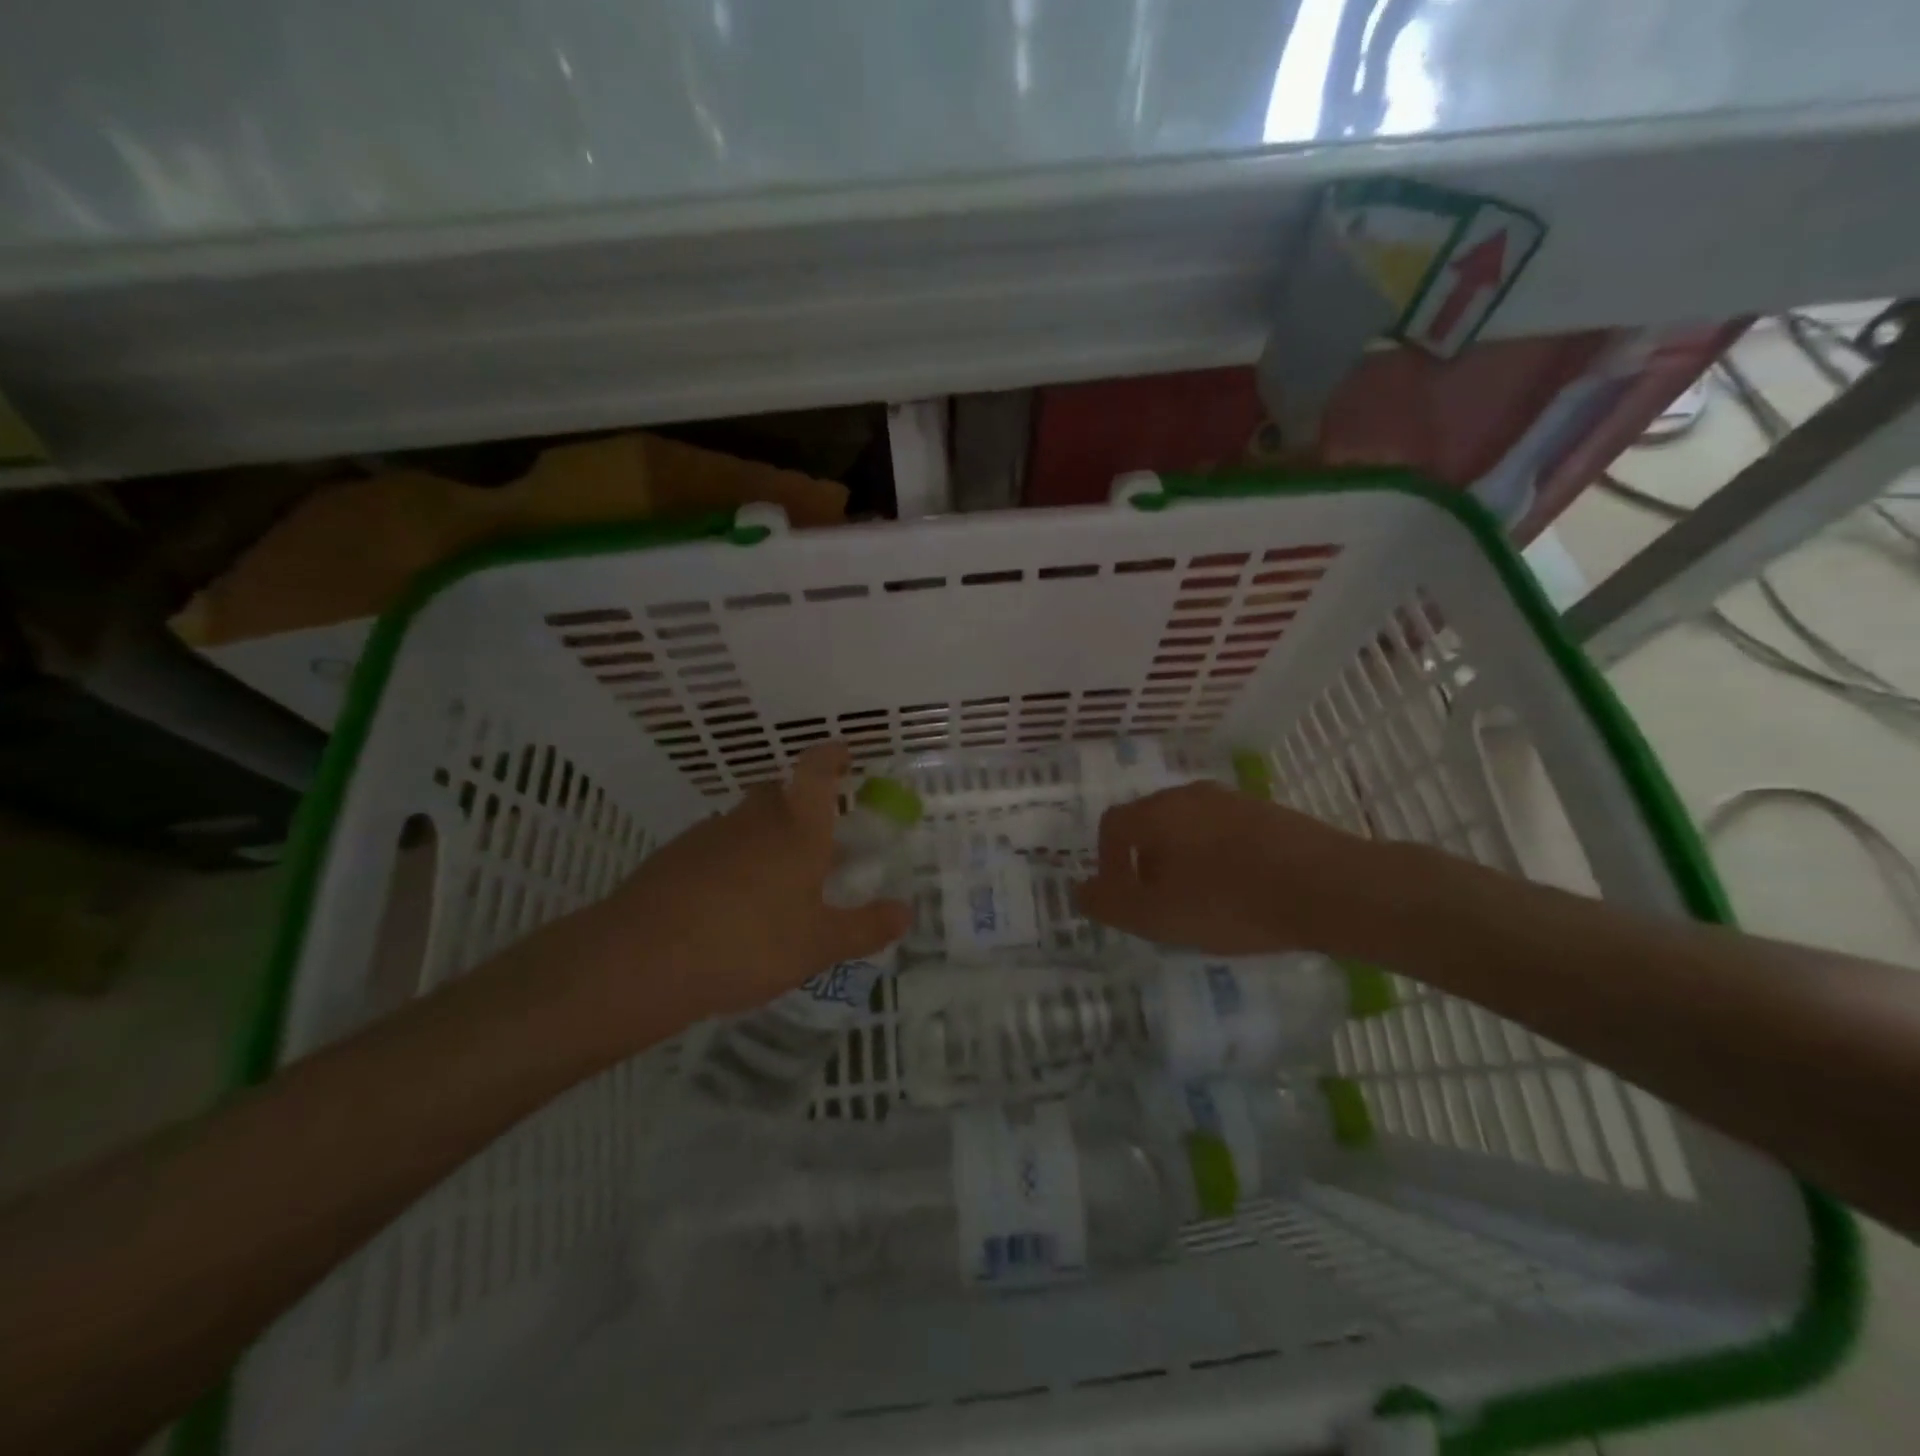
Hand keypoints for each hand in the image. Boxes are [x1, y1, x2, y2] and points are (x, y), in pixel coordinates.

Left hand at [571, 742, 911, 1020]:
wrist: (643, 959)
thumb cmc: (749, 943)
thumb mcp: (818, 945)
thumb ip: (865, 927)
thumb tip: (906, 912)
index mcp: (797, 828)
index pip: (817, 771)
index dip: (831, 755)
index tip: (843, 752)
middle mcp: (753, 819)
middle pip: (777, 792)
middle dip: (797, 804)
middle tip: (814, 838)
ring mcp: (708, 834)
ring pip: (743, 822)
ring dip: (761, 837)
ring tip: (772, 882)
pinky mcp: (672, 857)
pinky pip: (713, 848)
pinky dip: (728, 862)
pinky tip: (727, 904)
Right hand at [1073, 782, 1379, 956]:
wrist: (1328, 887)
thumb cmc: (1230, 902)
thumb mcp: (1157, 917)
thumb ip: (1110, 903)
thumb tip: (1079, 890)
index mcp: (1157, 812)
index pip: (1112, 825)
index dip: (1106, 861)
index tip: (1121, 896)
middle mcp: (1190, 794)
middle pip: (1151, 823)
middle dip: (1145, 862)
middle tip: (1160, 903)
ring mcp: (1234, 799)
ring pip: (1190, 827)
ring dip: (1183, 860)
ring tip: (1202, 901)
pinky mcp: (1269, 812)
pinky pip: (1226, 832)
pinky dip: (1218, 857)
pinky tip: (1240, 890)